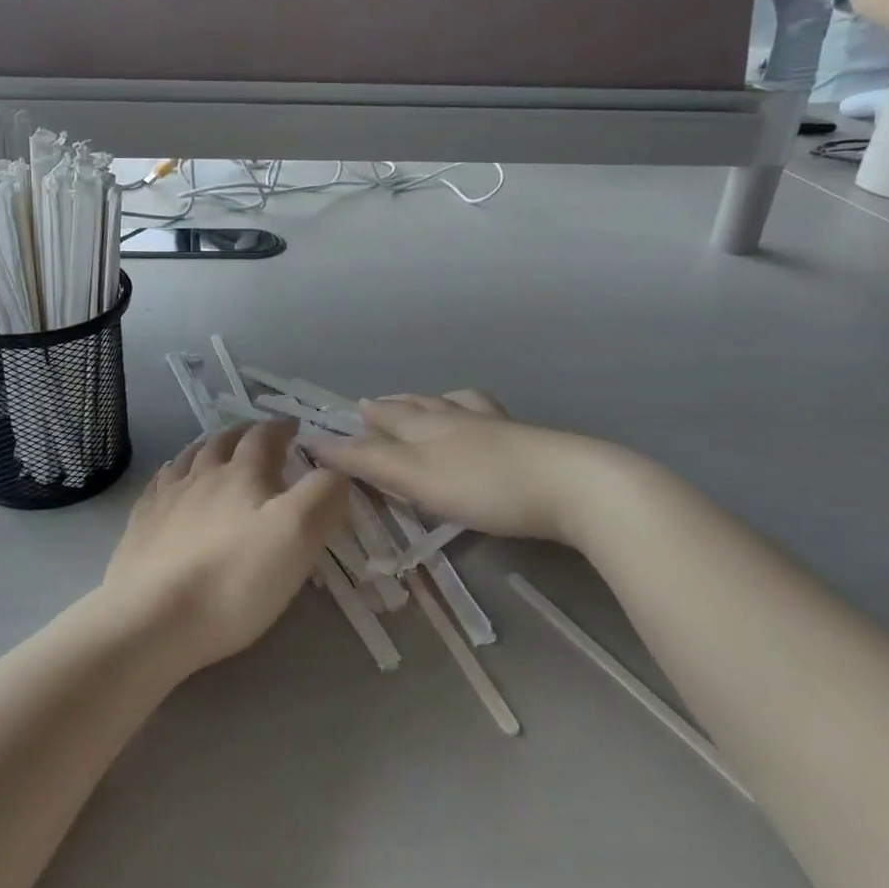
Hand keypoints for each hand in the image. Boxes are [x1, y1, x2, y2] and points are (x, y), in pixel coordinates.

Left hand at [106, 421, 348, 669]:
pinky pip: (158, 487)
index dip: (281, 428)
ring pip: (188, 459)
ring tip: (215, 450)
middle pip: (222, 442)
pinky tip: (170, 483)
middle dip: (244, 434)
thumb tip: (336, 470)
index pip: (264, 436)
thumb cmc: (234, 578)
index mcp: (241, 473)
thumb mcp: (298, 534)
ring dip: (207, 448)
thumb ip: (324, 495)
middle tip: (258, 436)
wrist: (153, 619)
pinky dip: (172, 475)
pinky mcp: (140, 527)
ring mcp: (165, 500)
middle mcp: (200, 476)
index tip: (295, 429)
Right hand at [309, 392, 589, 544]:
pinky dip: (467, 407)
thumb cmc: (485, 486)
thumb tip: (317, 441)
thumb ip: (369, 461)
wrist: (570, 485)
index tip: (321, 432)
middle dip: (386, 408)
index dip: (350, 431)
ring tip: (415, 402)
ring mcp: (490, 423)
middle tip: (366, 407)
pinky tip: (476, 414)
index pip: (379, 424)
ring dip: (424, 403)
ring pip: (448, 404)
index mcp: (425, 427)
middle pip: (412, 407)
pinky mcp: (521, 436)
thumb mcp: (417, 477)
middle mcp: (453, 417)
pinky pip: (483, 412)